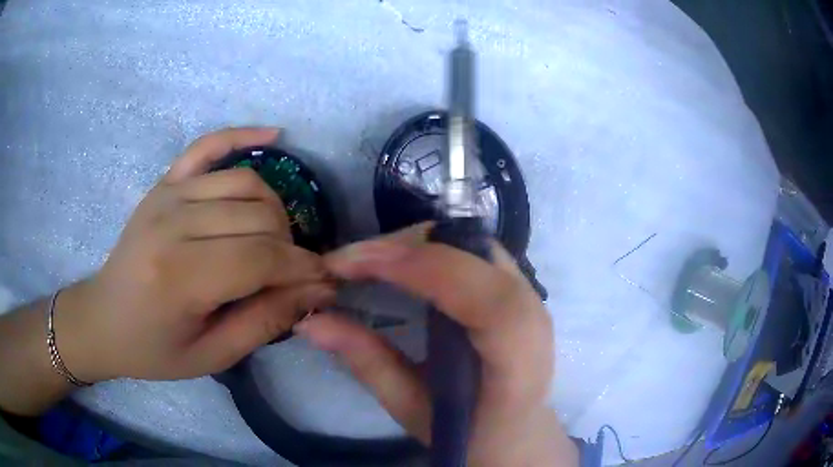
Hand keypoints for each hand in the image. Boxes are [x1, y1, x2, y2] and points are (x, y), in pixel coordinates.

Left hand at [57, 127, 334, 382]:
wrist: (103, 319)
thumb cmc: (153, 349)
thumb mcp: (211, 356)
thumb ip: (264, 322)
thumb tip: (316, 290)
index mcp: (179, 277)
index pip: (261, 258)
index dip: (302, 269)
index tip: (325, 282)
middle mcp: (172, 224)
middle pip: (259, 217)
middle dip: (290, 246)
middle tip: (291, 274)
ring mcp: (167, 195)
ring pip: (246, 183)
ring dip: (274, 210)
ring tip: (274, 239)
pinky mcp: (164, 183)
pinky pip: (208, 146)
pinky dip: (242, 136)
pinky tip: (274, 134)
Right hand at [295, 225, 578, 466]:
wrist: (519, 434)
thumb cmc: (470, 435)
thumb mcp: (414, 410)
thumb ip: (368, 363)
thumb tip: (309, 322)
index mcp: (519, 361)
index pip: (486, 299)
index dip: (421, 268)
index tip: (351, 264)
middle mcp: (534, 317)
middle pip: (474, 254)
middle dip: (404, 248)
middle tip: (346, 264)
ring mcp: (529, 296)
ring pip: (470, 244)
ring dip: (413, 244)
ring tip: (363, 263)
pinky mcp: (516, 288)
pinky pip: (471, 252)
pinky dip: (428, 249)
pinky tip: (396, 265)